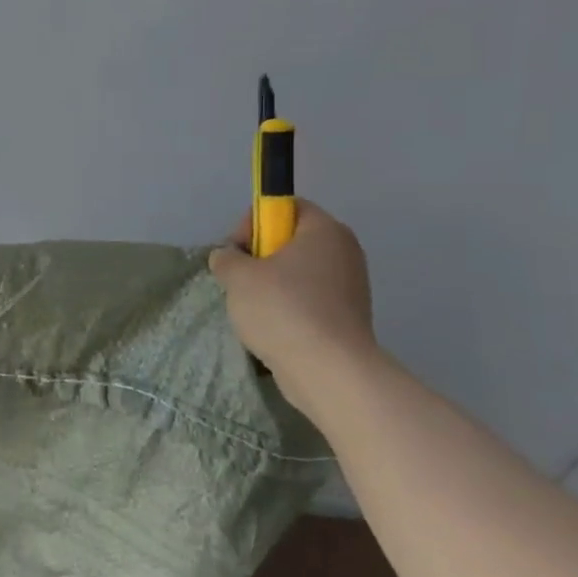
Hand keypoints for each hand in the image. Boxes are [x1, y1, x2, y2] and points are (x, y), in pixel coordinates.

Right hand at [208, 202, 377, 404]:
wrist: (328, 369)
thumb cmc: (282, 309)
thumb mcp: (237, 276)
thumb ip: (226, 257)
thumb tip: (228, 257)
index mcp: (324, 230)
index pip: (287, 207)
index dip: (255, 222)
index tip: (237, 249)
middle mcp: (344, 252)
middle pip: (292, 240)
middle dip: (260, 257)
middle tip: (239, 280)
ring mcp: (350, 286)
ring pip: (298, 273)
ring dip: (271, 285)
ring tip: (253, 309)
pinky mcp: (347, 317)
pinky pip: (309, 300)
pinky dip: (288, 308)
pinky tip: (272, 328)